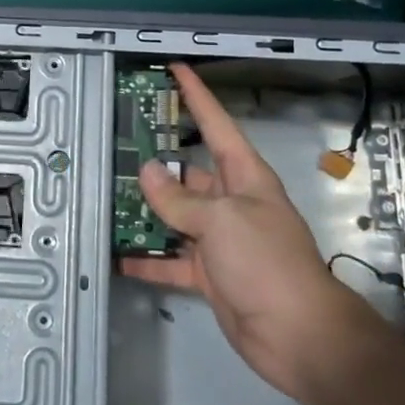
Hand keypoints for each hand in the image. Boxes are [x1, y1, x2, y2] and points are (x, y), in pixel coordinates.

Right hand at [120, 63, 385, 401]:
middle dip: (156, 158)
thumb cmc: (267, 263)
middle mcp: (231, 201)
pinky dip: (148, 259)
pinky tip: (119, 255)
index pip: (216, 124)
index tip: (176, 68)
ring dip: (147, 210)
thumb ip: (179, 199)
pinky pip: (172, 260)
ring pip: (175, 214)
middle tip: (116, 143)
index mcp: (244, 176)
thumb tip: (147, 172)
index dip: (196, 95)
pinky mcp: (209, 273)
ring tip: (106, 195)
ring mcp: (219, 239)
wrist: (298, 336)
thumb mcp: (221, 220)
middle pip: (188, 170)